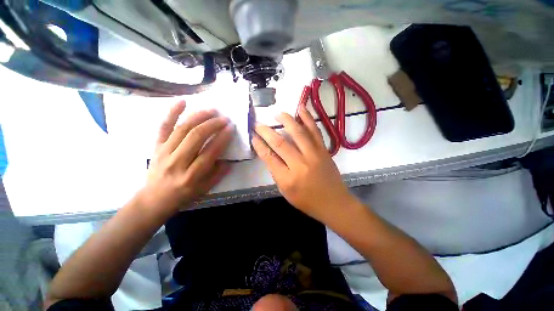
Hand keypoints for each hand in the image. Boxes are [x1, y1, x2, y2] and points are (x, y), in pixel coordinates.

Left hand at [140, 101, 233, 214]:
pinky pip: (163, 127)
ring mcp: (164, 152)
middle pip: (196, 137)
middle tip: (224, 118)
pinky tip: (182, 101)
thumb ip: (219, 173)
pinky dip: (172, 113)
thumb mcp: (205, 189)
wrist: (154, 198)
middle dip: (212, 124)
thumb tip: (229, 159)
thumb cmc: (184, 194)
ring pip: (182, 129)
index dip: (222, 138)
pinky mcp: (156, 146)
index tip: (231, 128)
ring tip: (212, 110)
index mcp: (192, 175)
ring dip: (199, 116)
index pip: (210, 152)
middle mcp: (177, 162)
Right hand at [251, 106, 353, 221]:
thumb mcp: (286, 192)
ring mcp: (314, 155)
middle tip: (258, 124)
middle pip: (280, 143)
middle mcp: (300, 164)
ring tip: (277, 114)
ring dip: (286, 120)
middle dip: (266, 131)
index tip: (253, 136)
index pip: (269, 157)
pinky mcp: (324, 150)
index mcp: (288, 179)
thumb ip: (277, 172)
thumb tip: (270, 154)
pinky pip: (315, 131)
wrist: (334, 203)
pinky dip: (308, 118)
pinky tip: (301, 108)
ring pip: (298, 133)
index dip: (259, 145)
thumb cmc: (307, 201)